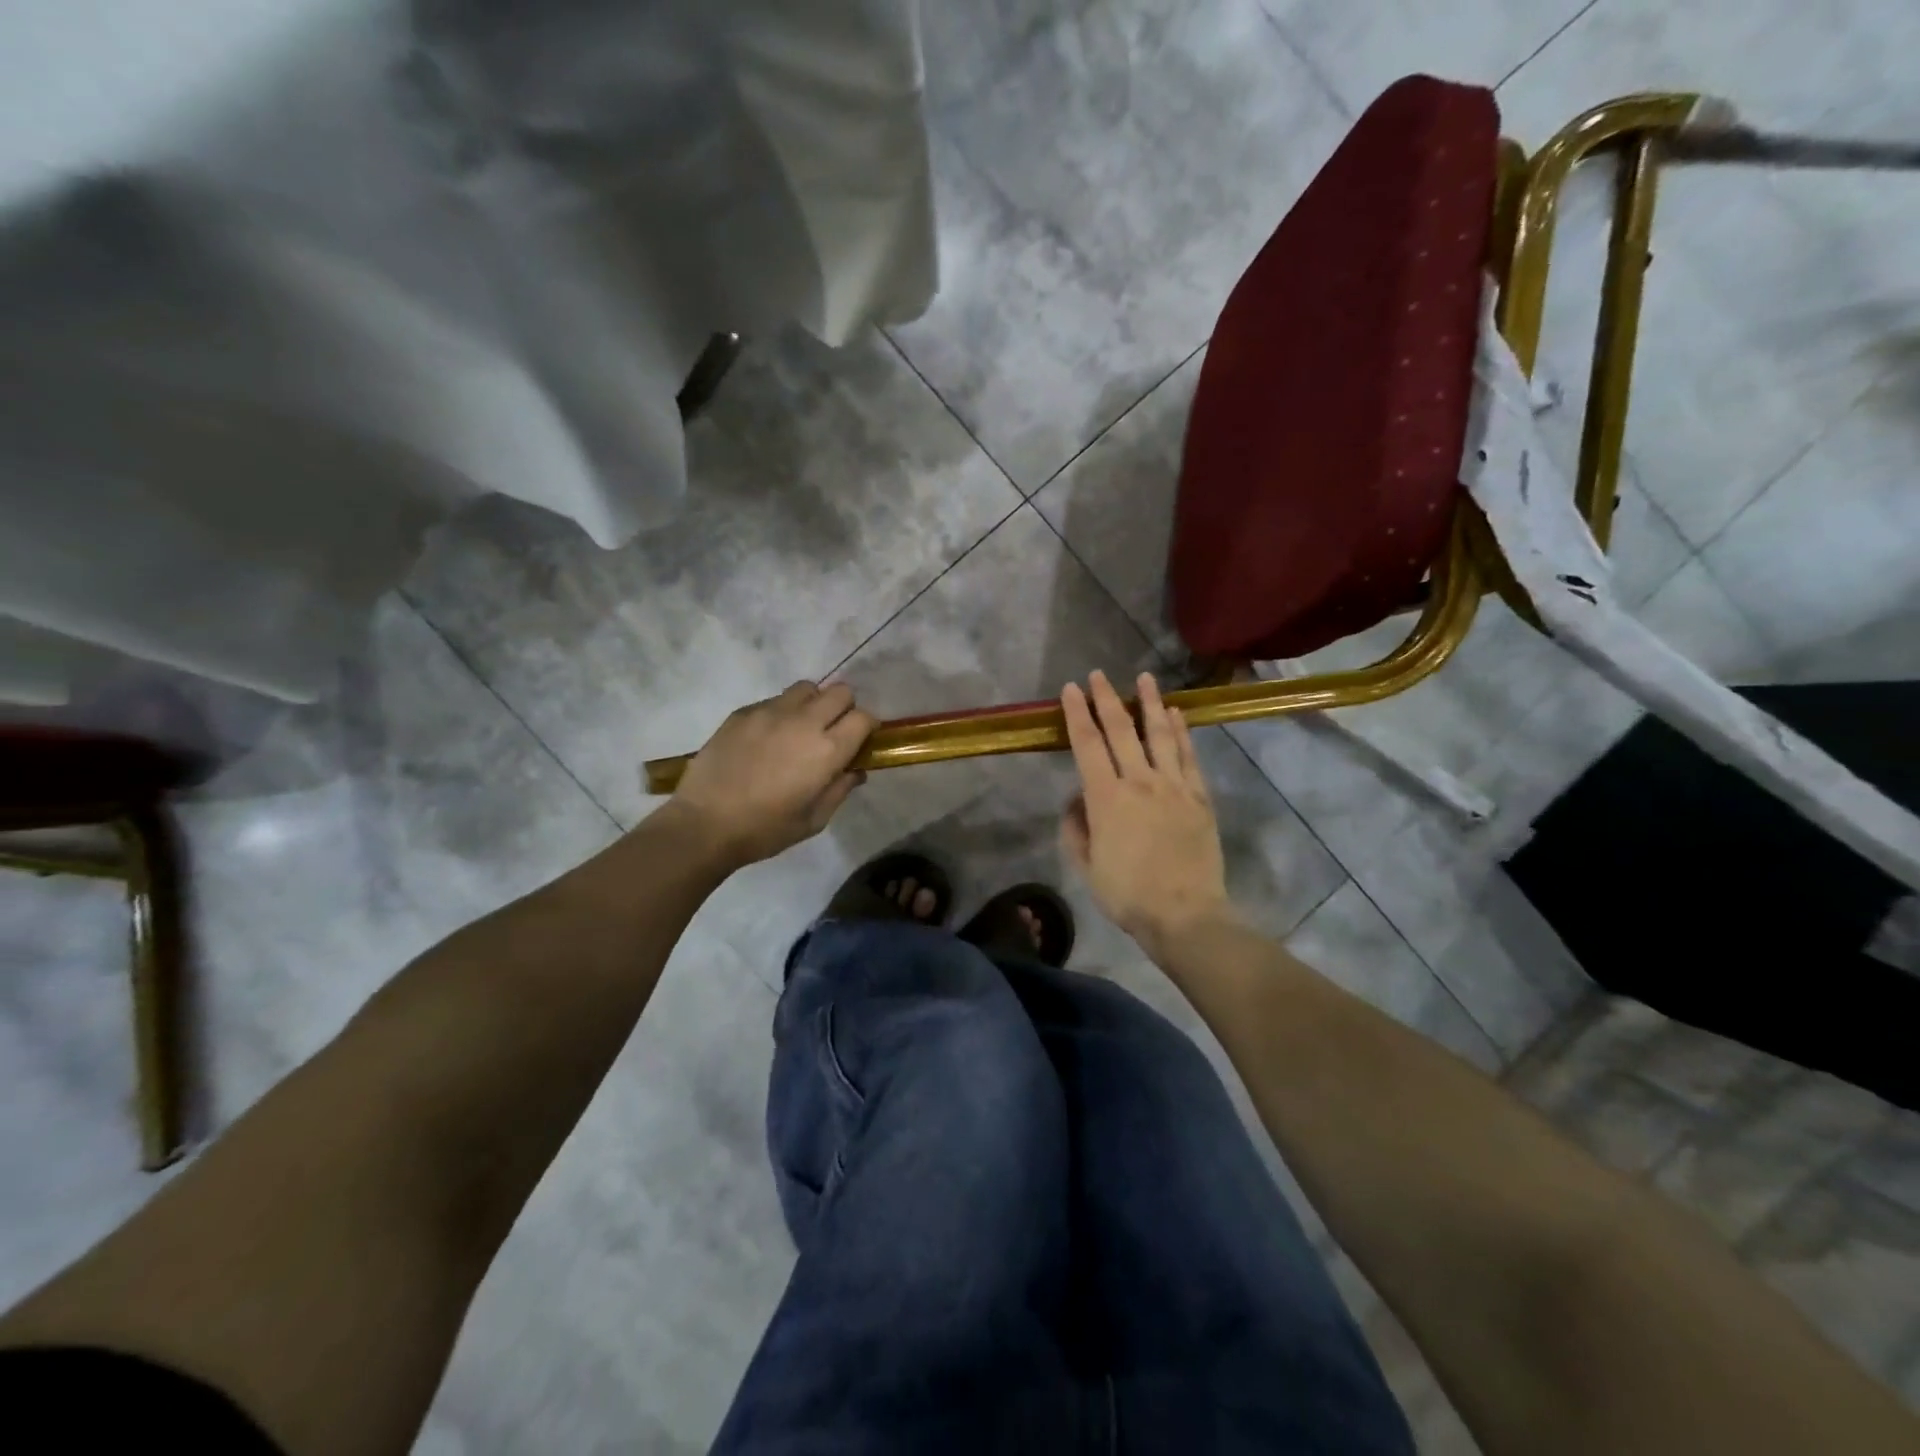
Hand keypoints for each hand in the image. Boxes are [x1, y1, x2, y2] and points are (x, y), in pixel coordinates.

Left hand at [667, 681, 875, 867]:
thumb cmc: (765, 829)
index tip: (860, 741)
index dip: (867, 727)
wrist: (705, 823)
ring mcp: (771, 712)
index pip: (864, 718)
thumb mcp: (814, 820)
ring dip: (812, 704)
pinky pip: (774, 700)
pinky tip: (767, 739)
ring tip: (800, 729)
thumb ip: (840, 790)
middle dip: (844, 708)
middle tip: (832, 732)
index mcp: (827, 750)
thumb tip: (855, 771)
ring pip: (806, 688)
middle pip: (840, 692)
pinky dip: (781, 713)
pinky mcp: (743, 712)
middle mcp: (804, 722)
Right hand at [1060, 670, 1233, 959]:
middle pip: (1121, 730)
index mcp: (1106, 798)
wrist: (1184, 913)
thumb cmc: (1127, 893)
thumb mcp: (1086, 865)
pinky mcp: (1199, 797)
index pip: (1087, 744)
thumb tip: (1079, 800)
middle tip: (1098, 674)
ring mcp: (1173, 786)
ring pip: (1160, 734)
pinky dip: (1182, 731)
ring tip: (1145, 678)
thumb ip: (1076, 828)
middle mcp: (1139, 781)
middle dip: (1107, 698)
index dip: (1077, 714)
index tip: (1071, 689)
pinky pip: (1189, 756)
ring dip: (1150, 703)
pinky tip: (1177, 714)